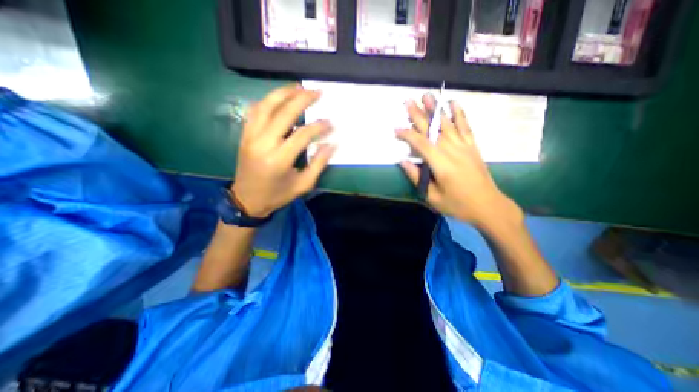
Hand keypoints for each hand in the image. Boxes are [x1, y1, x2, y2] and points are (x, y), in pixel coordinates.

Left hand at [232, 84, 335, 218]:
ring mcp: (250, 137)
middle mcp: (263, 144)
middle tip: (317, 91)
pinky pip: (254, 111)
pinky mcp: (244, 135)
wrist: (247, 200)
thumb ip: (318, 164)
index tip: (330, 123)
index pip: (302, 135)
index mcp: (279, 160)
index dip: (319, 127)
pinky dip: (267, 100)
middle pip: (283, 113)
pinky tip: (279, 97)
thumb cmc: (278, 195)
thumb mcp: (303, 185)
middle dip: (302, 99)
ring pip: (266, 106)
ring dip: (283, 93)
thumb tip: (332, 144)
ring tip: (299, 87)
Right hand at [395, 95, 519, 228]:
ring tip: (427, 96)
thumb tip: (403, 161)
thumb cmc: (457, 205)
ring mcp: (464, 147)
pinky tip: (454, 103)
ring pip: (447, 124)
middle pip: (433, 129)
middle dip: (419, 115)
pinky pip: (466, 127)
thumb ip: (417, 177)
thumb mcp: (433, 197)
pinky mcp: (473, 147)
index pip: (421, 143)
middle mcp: (452, 151)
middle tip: (408, 101)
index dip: (407, 135)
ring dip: (436, 109)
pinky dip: (459, 114)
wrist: (488, 206)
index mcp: (441, 164)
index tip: (396, 129)